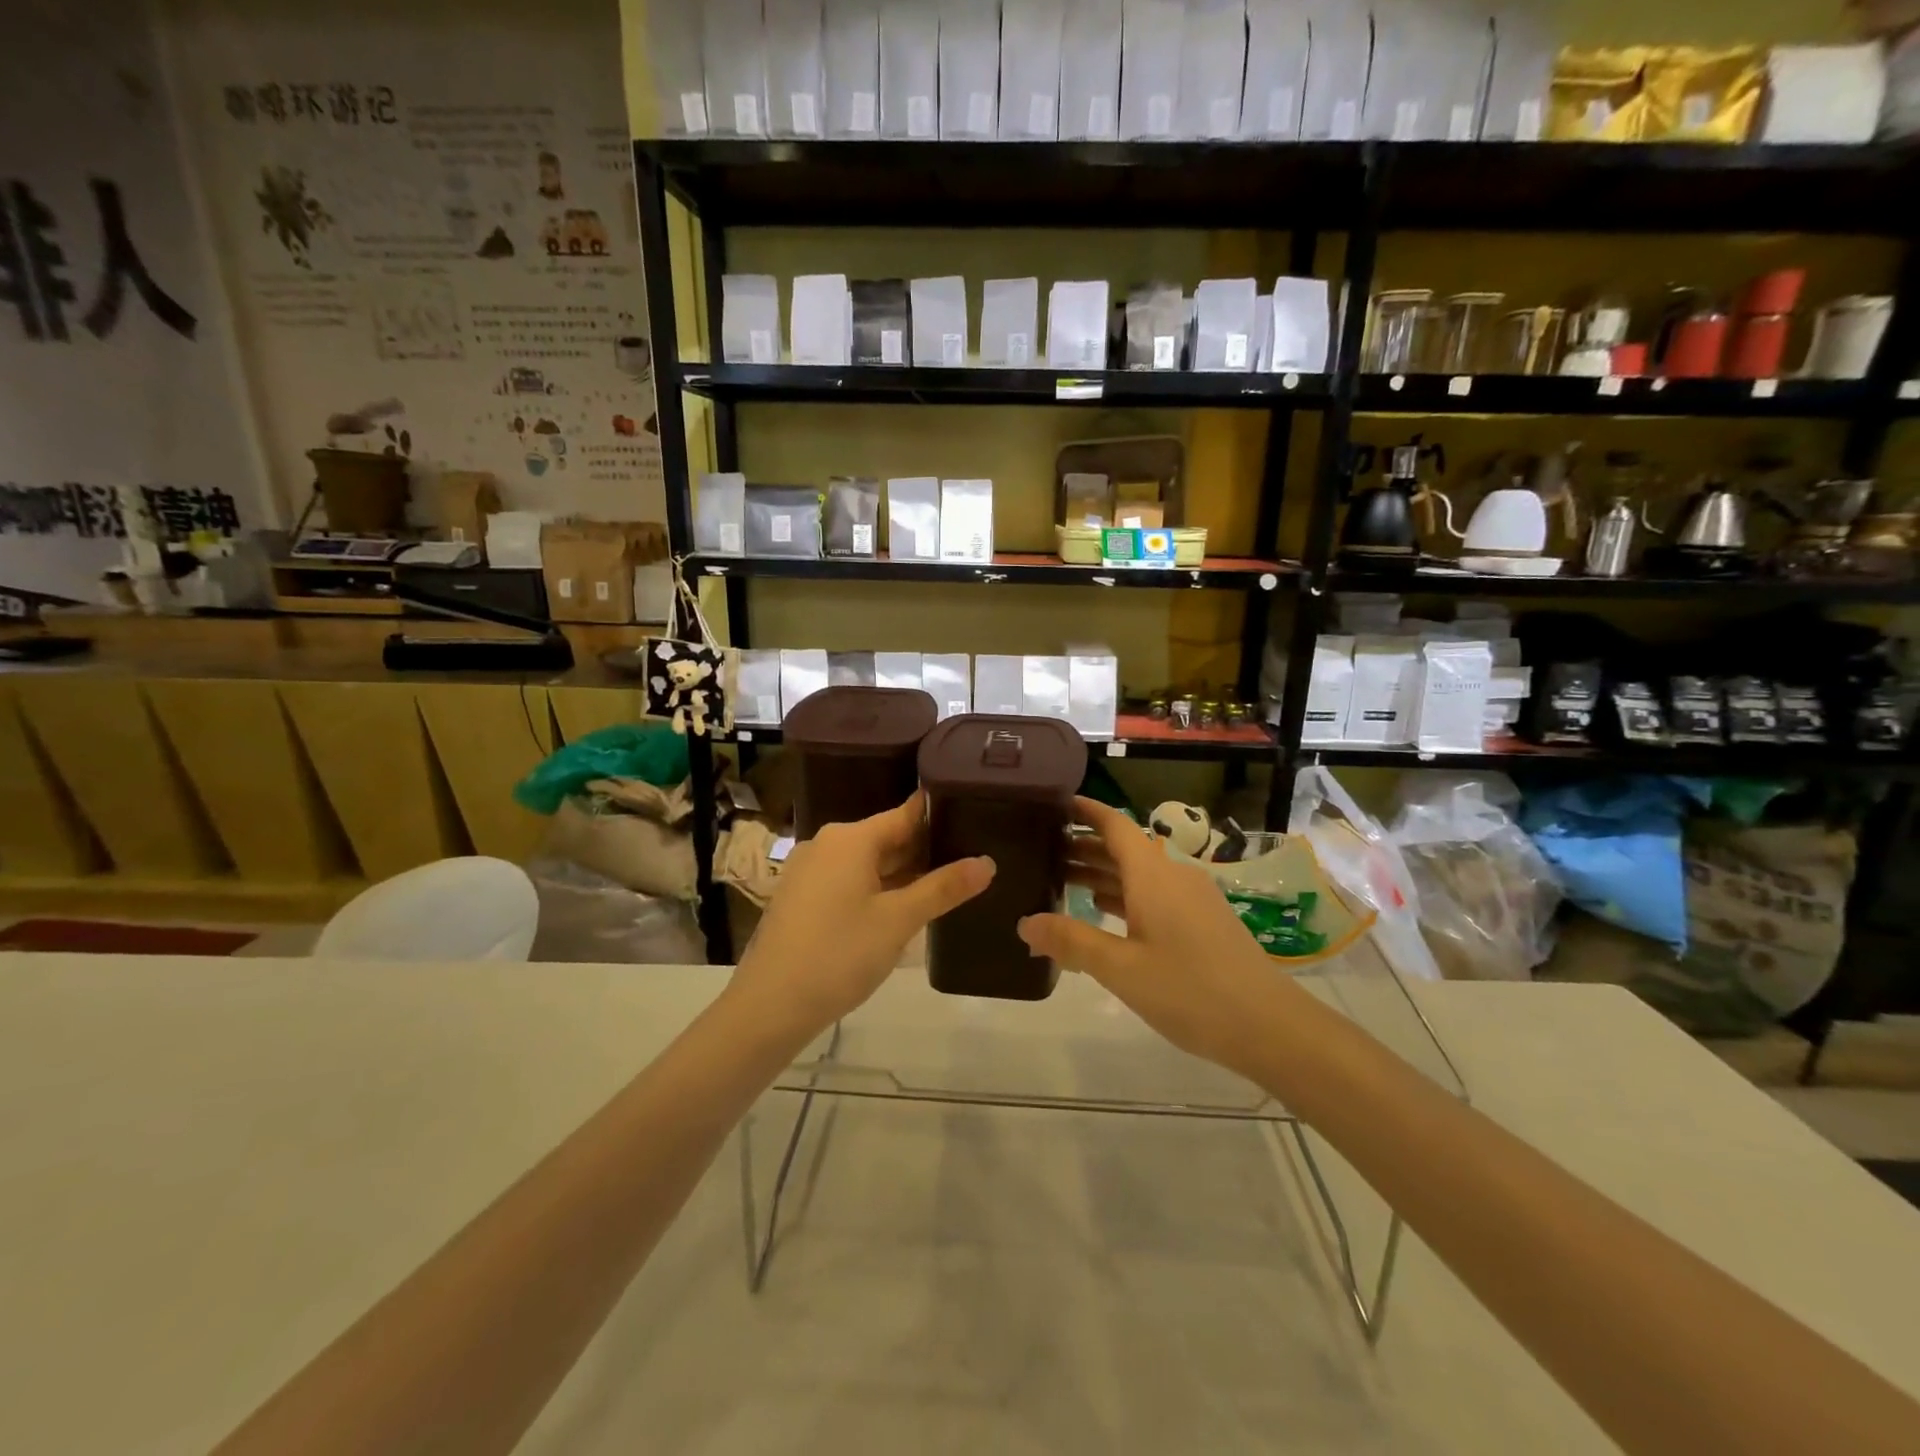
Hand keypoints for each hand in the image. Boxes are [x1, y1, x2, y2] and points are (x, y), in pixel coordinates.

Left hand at [730, 792, 993, 1037]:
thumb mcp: (899, 921)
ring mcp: (810, 871)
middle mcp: (828, 844)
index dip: (941, 817)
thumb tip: (987, 862)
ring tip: (947, 884)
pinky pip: (849, 881)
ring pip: (868, 863)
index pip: (906, 814)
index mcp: (850, 838)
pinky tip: (903, 909)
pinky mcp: (802, 898)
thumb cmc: (839, 954)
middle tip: (972, 859)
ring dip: (903, 874)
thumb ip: (943, 888)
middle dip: (926, 851)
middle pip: (887, 838)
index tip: (976, 817)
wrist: (769, 1006)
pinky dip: (877, 889)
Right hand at [1018, 797, 1289, 1075]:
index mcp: (1153, 875)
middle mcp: (1173, 876)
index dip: (1086, 811)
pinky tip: (1104, 913)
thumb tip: (1025, 923)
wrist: (1270, 1026)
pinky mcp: (1203, 922)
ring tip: (1062, 879)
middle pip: (1124, 849)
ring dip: (1103, 873)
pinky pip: (1154, 895)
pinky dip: (1124, 896)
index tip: (1054, 803)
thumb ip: (1072, 942)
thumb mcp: (1122, 969)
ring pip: (1139, 874)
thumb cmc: (1190, 990)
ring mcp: (1192, 899)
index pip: (1115, 825)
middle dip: (1085, 845)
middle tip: (1042, 850)